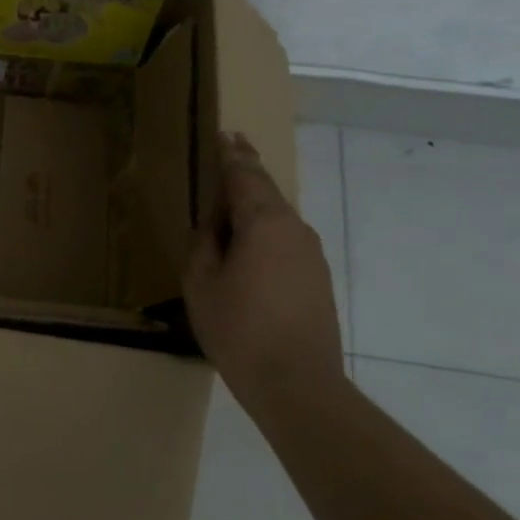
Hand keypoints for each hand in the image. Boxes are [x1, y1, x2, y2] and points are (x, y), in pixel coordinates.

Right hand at [184, 132, 345, 403]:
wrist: (298, 385)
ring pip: (278, 218)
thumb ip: (204, 243)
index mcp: (265, 222)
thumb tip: (214, 224)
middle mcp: (295, 229)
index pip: (246, 175)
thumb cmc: (239, 329)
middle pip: (267, 192)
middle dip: (247, 171)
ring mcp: (312, 255)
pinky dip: (265, 232)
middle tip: (231, 151)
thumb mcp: (202, 282)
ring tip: (230, 206)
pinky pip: (286, 241)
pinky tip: (249, 248)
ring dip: (255, 206)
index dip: (232, 154)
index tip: (226, 133)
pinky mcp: (318, 279)